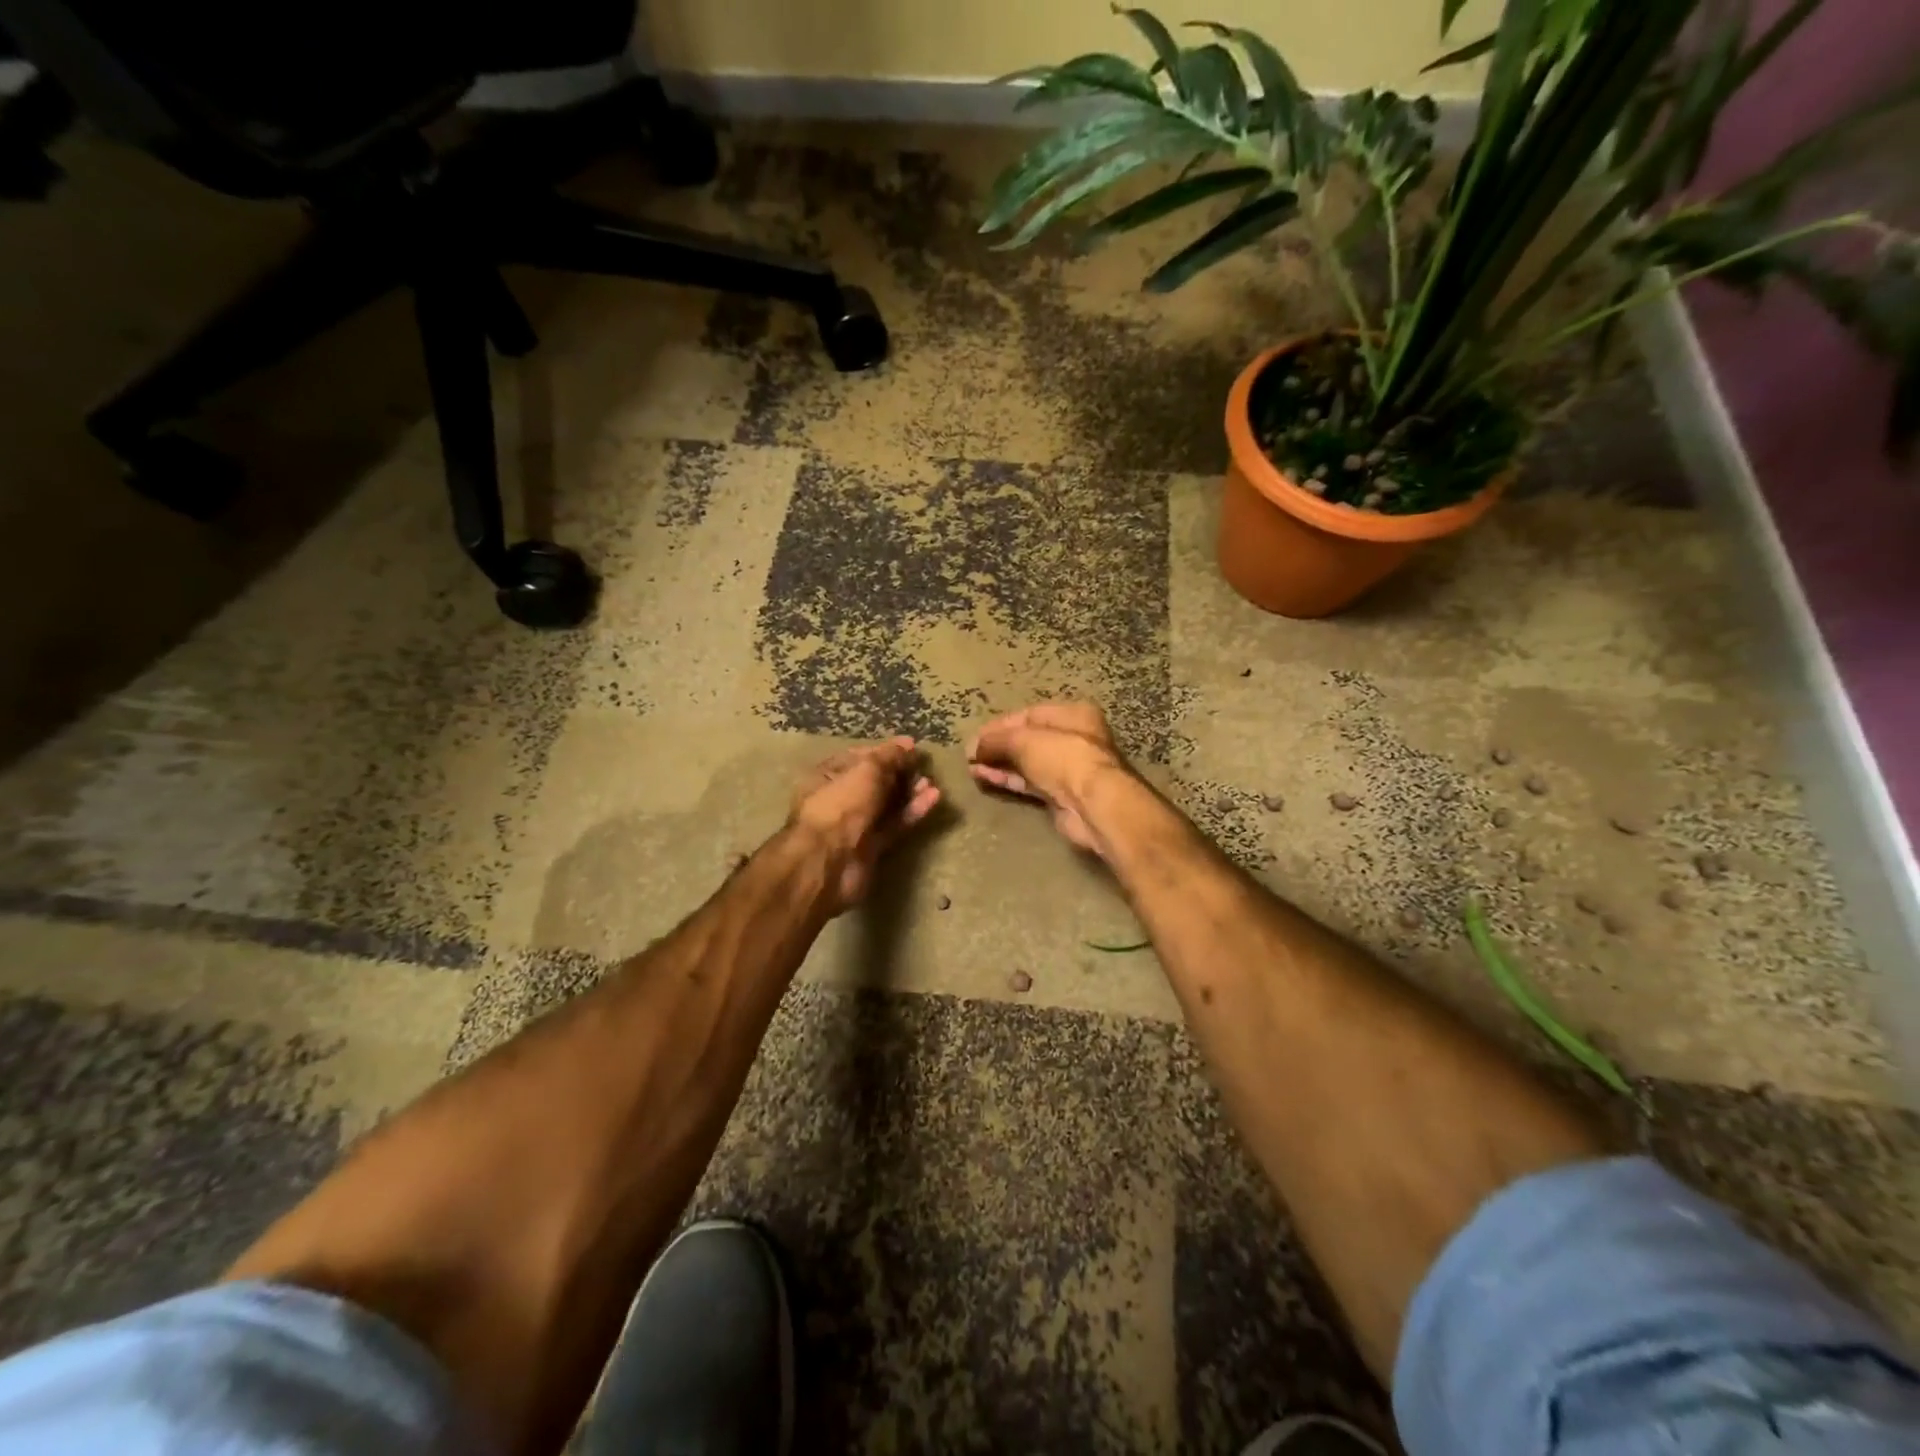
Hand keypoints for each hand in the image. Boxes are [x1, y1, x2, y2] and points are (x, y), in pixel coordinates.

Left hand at [788, 737, 941, 912]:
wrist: (829, 862)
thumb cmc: (841, 805)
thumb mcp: (866, 770)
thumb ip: (889, 756)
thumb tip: (908, 744)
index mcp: (828, 775)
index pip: (860, 757)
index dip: (886, 751)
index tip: (912, 748)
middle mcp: (840, 798)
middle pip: (875, 781)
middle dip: (900, 773)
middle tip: (924, 767)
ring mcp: (855, 824)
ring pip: (887, 804)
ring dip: (909, 792)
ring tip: (932, 783)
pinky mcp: (872, 846)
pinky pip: (895, 824)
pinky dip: (913, 811)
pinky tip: (933, 799)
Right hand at [966, 702, 1131, 856]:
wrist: (1092, 804)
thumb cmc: (1063, 758)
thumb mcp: (1024, 740)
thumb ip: (996, 740)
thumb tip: (973, 748)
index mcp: (1072, 715)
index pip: (1028, 715)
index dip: (999, 725)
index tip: (974, 737)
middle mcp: (1073, 738)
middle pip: (1027, 739)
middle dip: (997, 746)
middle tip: (970, 755)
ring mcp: (1067, 769)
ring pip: (1026, 763)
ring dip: (999, 764)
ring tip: (971, 768)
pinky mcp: (1060, 795)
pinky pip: (1028, 783)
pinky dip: (1008, 780)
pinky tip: (985, 778)